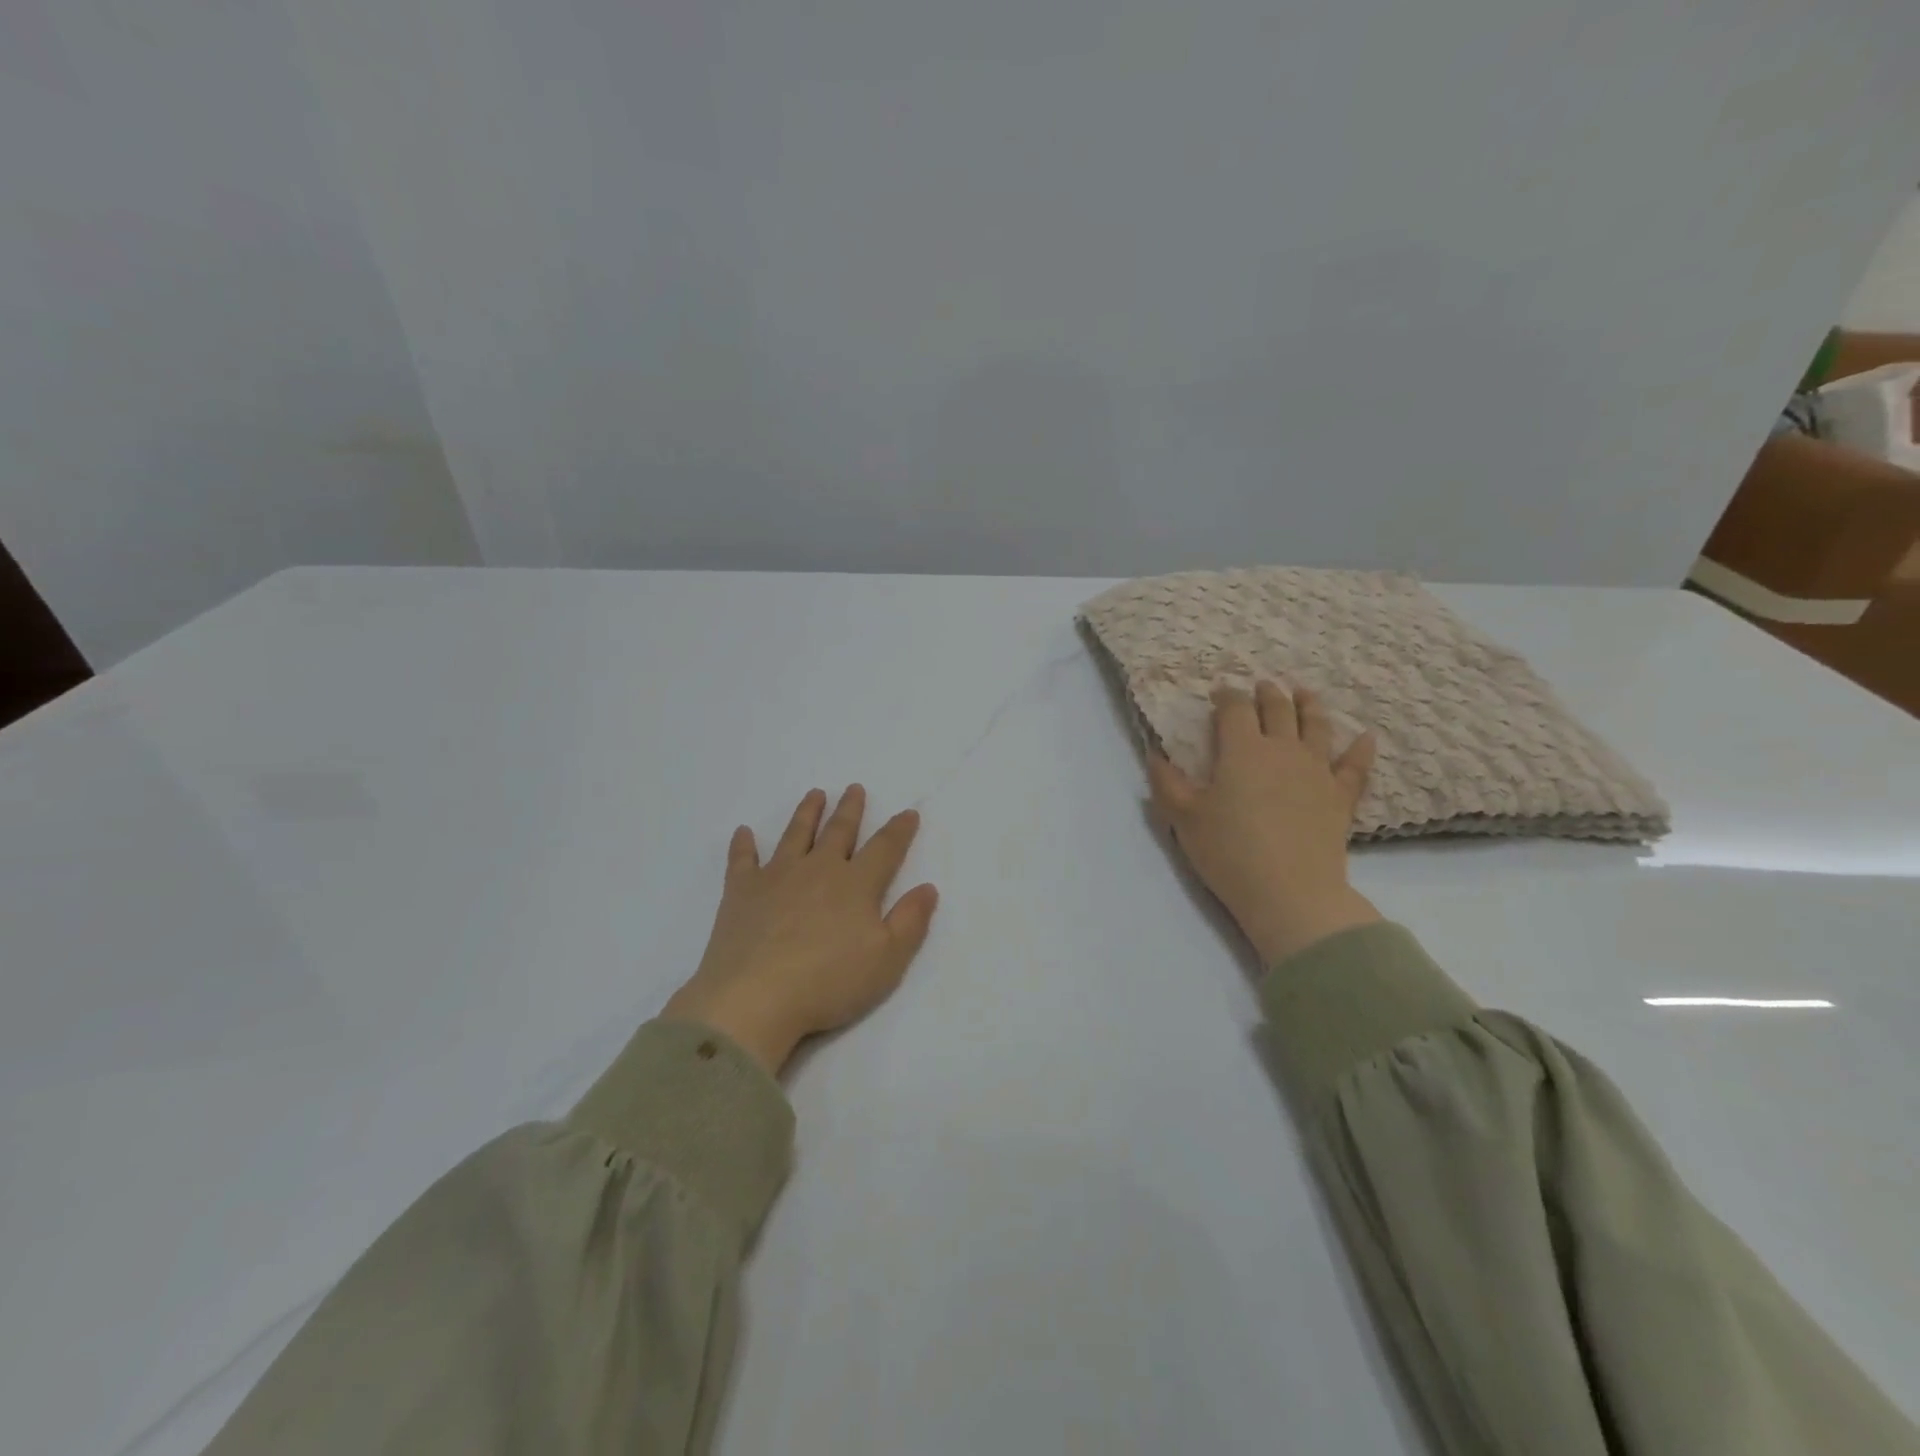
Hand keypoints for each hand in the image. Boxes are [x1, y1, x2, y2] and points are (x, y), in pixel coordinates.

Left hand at [662, 786, 938, 1074]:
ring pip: (795, 834)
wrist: (755, 998)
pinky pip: (742, 860)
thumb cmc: (828, 982)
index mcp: (856, 884)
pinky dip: (743, 845)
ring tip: (815, 794)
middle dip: (850, 809)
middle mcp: (818, 869)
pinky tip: (743, 832)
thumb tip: (928, 887)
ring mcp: (776, 876)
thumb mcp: (887, 960)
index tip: (908, 813)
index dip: (899, 830)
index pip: (884, 848)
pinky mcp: (741, 892)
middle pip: (838, 831)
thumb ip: (910, 921)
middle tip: (854, 788)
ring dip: (807, 813)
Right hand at [1148, 682, 1381, 965]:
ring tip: (1305, 693)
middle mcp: (1282, 750)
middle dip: (1268, 694)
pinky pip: (1354, 766)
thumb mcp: (1184, 818)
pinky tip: (1367, 737)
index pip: (1235, 710)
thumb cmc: (1229, 851)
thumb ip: (1167, 783)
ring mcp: (1317, 771)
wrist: (1289, 891)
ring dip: (1310, 706)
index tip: (1220, 692)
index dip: (1227, 696)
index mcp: (1242, 750)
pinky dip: (1361, 750)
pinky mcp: (1341, 797)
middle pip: (1278, 710)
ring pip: (1317, 727)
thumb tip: (1154, 755)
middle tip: (1263, 686)